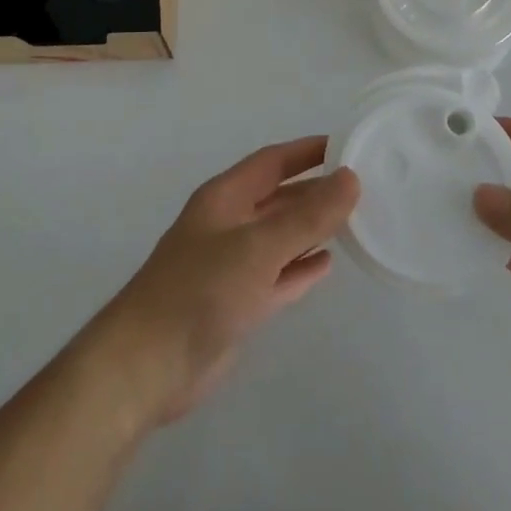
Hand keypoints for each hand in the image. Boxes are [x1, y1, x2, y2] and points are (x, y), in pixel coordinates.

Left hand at [87, 137, 358, 430]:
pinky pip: (277, 276)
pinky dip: (300, 268)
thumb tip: (350, 178)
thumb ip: (306, 216)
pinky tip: (327, 264)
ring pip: (279, 237)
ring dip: (311, 228)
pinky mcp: (237, 304)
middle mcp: (228, 224)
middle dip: (314, 191)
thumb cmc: (201, 290)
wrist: (150, 363)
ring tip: (353, 220)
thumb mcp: (259, 247)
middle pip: (277, 198)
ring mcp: (231, 265)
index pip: (272, 161)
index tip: (346, 146)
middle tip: (361, 187)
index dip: (307, 152)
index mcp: (225, 198)